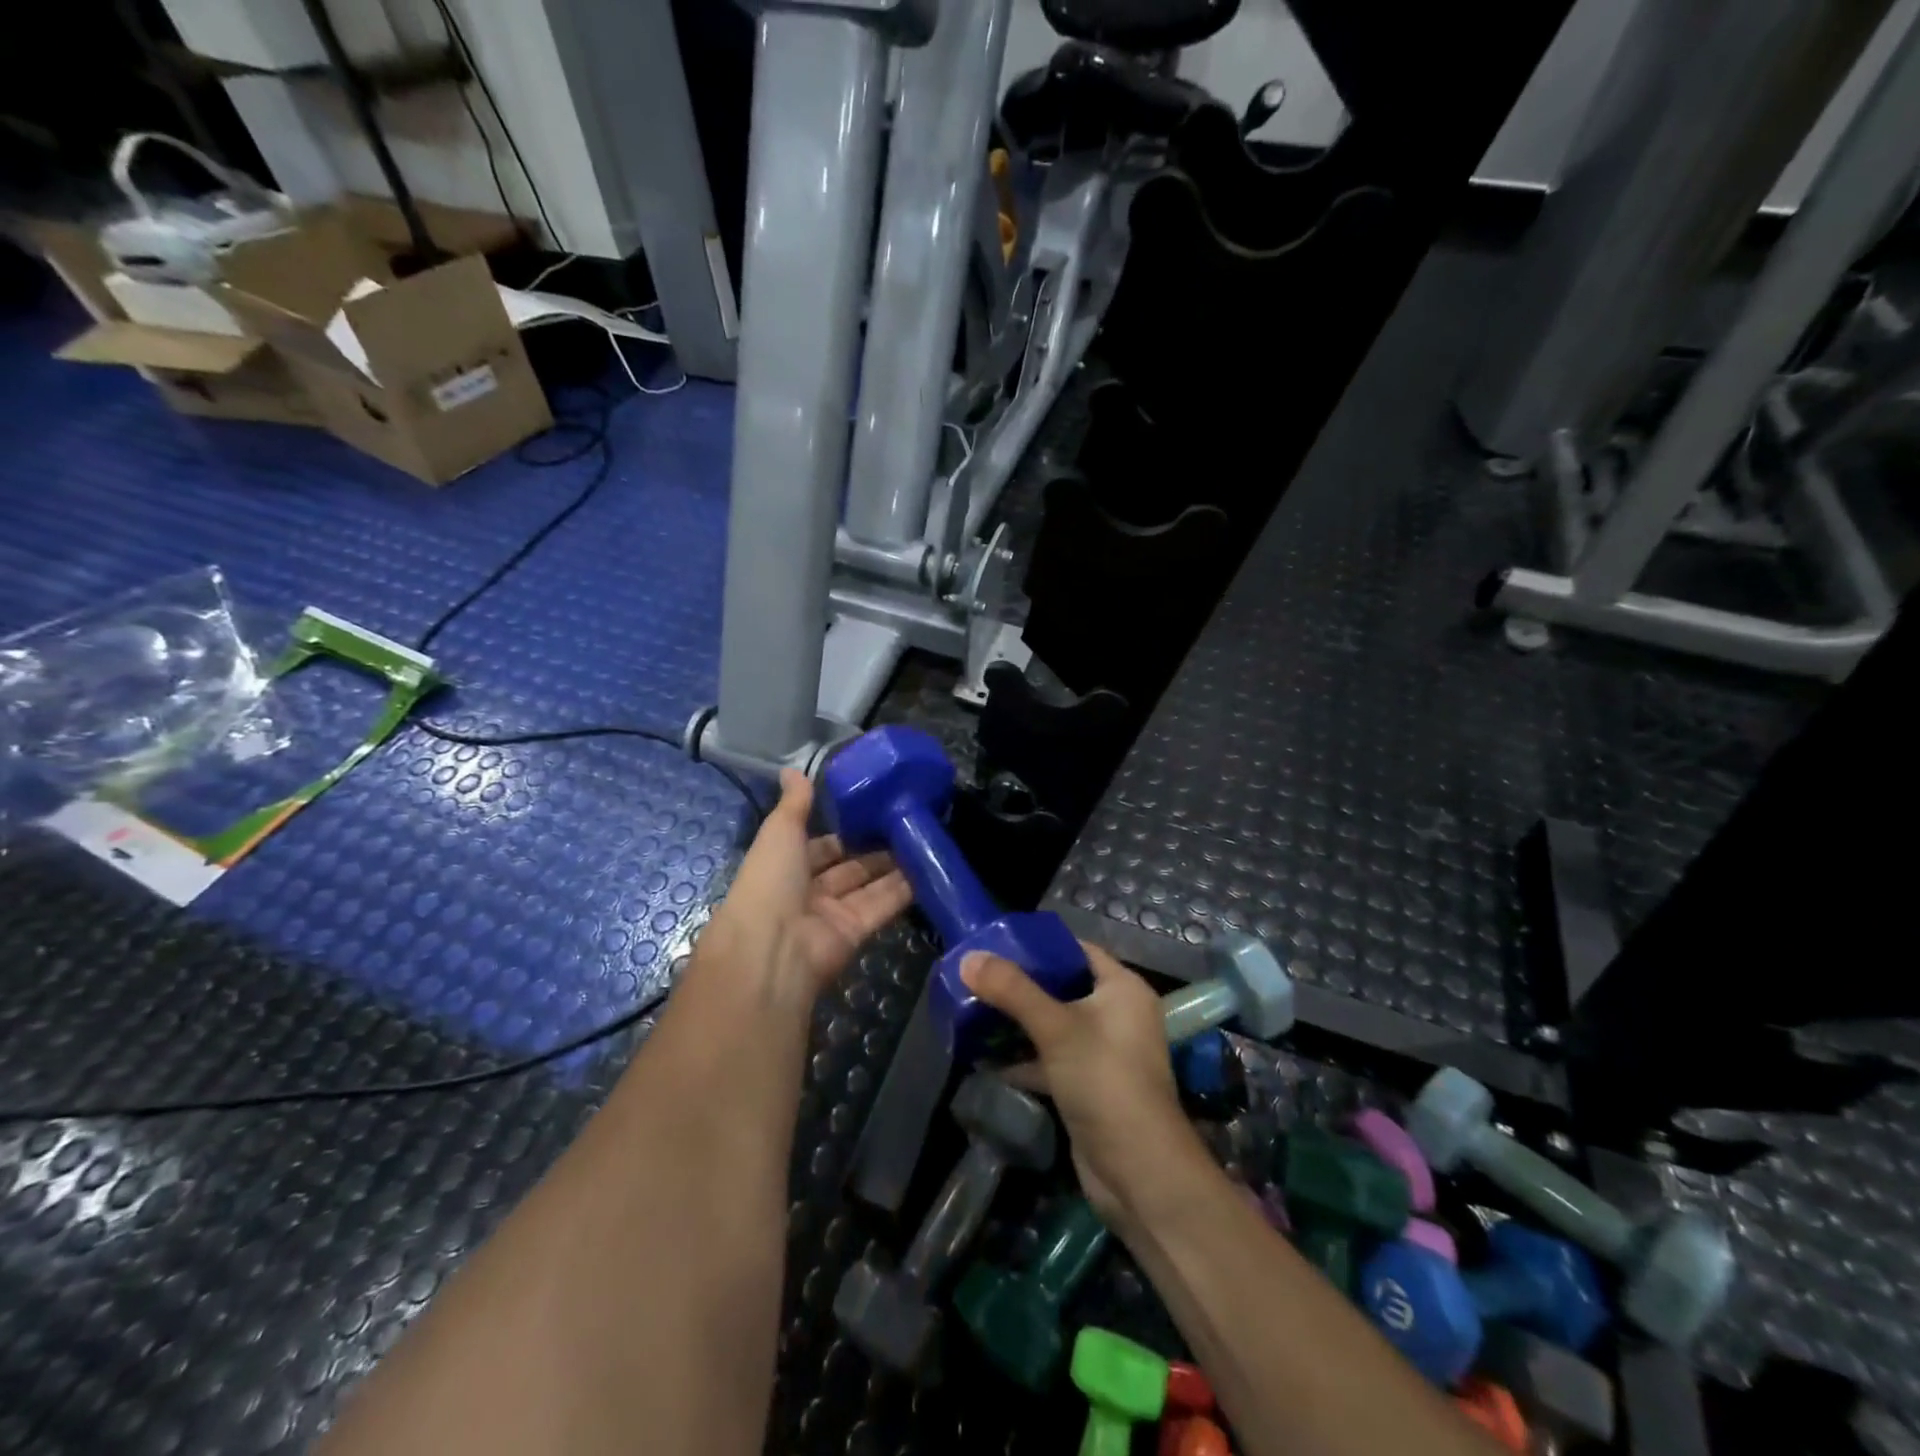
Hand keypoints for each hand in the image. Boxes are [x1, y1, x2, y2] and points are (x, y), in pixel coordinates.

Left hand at [696, 770, 911, 1009]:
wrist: (772, 948)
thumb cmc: (770, 882)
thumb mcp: (779, 832)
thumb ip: (795, 803)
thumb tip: (793, 769)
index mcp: (785, 866)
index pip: (820, 846)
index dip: (844, 830)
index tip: (874, 812)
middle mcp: (808, 891)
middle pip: (848, 867)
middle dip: (874, 849)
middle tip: (908, 825)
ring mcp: (832, 914)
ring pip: (868, 886)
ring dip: (894, 868)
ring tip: (924, 841)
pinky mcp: (855, 933)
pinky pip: (881, 907)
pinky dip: (903, 891)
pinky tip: (927, 870)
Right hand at [960, 942, 1205, 1227]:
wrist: (1138, 1173)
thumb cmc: (1105, 1081)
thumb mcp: (1057, 1028)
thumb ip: (1012, 990)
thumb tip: (968, 958)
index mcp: (1123, 989)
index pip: (1078, 951)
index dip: (1040, 945)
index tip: (997, 942)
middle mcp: (1117, 1015)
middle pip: (1062, 987)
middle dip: (1021, 985)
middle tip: (977, 976)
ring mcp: (1103, 1053)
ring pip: (1054, 1025)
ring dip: (1018, 1022)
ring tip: (973, 1010)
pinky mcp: (1087, 1086)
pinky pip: (1051, 1059)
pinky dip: (1024, 1058)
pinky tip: (986, 1059)